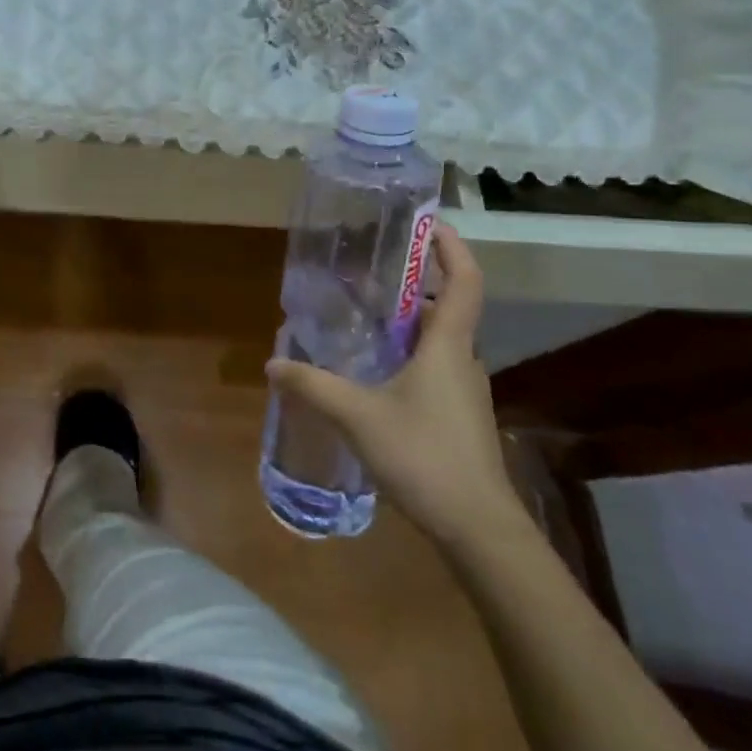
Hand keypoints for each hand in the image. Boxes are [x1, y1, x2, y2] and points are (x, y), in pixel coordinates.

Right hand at [267, 227, 522, 547]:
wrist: (478, 528)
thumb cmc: (425, 456)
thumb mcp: (358, 416)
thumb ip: (313, 385)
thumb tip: (272, 363)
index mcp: (448, 345)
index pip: (464, 280)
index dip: (450, 246)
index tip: (425, 222)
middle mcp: (462, 359)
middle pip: (445, 306)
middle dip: (412, 283)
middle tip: (369, 271)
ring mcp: (464, 389)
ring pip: (437, 340)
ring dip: (406, 321)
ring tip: (362, 317)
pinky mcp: (459, 415)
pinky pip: (434, 366)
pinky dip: (406, 354)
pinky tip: (373, 374)